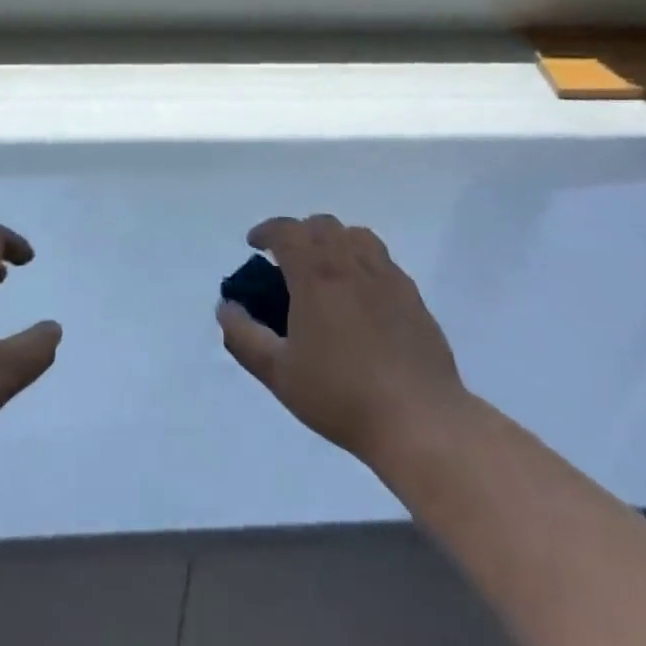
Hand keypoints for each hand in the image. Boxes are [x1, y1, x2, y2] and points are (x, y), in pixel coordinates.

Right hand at [217, 215, 468, 473]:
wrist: (418, 419)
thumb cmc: (340, 395)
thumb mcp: (278, 373)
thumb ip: (244, 337)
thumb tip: (226, 307)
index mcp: (316, 274)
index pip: (287, 230)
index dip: (266, 231)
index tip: (254, 244)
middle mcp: (351, 263)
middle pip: (321, 225)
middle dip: (298, 233)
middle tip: (286, 260)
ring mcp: (386, 275)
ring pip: (355, 235)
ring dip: (333, 240)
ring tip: (324, 268)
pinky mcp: (411, 294)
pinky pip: (381, 259)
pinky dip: (361, 260)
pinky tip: (359, 293)